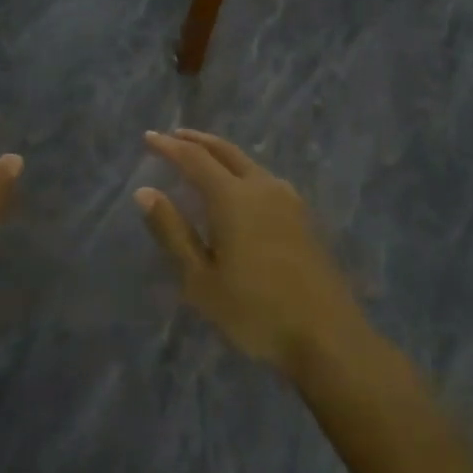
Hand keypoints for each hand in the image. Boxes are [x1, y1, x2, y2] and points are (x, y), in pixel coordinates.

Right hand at [136, 129, 367, 373]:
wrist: (327, 336)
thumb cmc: (254, 310)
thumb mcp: (200, 279)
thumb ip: (172, 231)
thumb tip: (145, 191)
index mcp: (233, 198)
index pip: (194, 159)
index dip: (169, 146)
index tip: (148, 137)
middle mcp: (262, 187)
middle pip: (225, 151)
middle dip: (197, 140)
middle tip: (174, 136)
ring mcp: (288, 201)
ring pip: (248, 162)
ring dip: (221, 153)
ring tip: (203, 156)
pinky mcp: (303, 217)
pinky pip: (264, 178)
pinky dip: (241, 170)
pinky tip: (239, 187)